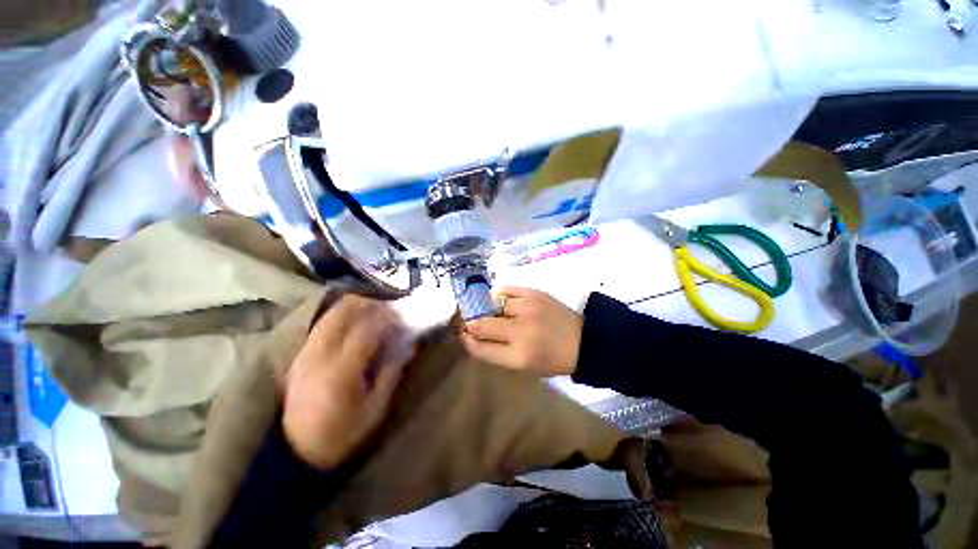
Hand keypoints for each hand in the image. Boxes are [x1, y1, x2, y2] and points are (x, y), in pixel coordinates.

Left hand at [282, 295, 413, 468]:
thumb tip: (408, 345)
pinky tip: (354, 322)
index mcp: (340, 372)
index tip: (402, 315)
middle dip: (368, 302)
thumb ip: (391, 373)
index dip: (387, 318)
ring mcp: (304, 354)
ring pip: (329, 315)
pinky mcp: (298, 356)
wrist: (294, 453)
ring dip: (353, 306)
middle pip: (341, 312)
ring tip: (373, 309)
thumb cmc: (341, 435)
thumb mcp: (375, 409)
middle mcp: (318, 356)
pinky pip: (321, 325)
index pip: (365, 330)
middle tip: (388, 305)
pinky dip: (341, 317)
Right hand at [461, 287, 582, 376]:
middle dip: (469, 323)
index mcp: (518, 357)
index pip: (480, 348)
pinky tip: (499, 300)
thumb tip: (472, 337)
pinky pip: (505, 289)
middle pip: (481, 325)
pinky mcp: (534, 293)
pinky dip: (497, 295)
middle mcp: (520, 332)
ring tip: (486, 310)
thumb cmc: (551, 359)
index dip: (467, 340)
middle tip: (467, 320)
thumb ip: (496, 353)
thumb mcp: (523, 367)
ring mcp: (527, 309)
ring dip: (484, 308)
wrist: (582, 340)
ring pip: (491, 305)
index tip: (463, 334)